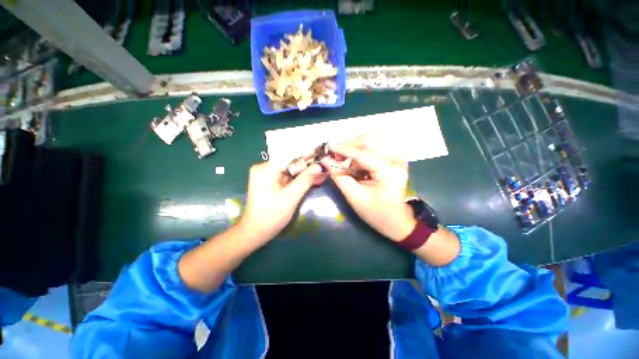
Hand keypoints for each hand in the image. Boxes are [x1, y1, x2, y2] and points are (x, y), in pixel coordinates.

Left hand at [238, 161, 324, 241]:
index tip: (321, 157)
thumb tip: (318, 166)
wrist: (255, 232)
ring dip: (303, 173)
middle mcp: (264, 167)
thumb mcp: (291, 197)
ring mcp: (266, 175)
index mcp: (266, 168)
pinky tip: (310, 180)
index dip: (306, 155)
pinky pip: (286, 176)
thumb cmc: (271, 216)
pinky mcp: (269, 181)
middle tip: (322, 168)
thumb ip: (305, 180)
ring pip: (289, 169)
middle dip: (306, 166)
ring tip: (319, 174)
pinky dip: (297, 178)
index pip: (289, 155)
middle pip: (289, 162)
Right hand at [322, 136, 416, 240]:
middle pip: (369, 140)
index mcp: (389, 172)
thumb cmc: (376, 213)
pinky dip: (361, 152)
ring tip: (344, 160)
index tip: (328, 148)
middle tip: (336, 156)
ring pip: (371, 141)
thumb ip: (339, 177)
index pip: (363, 154)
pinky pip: (374, 147)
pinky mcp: (394, 158)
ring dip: (355, 148)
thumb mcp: (355, 197)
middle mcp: (396, 159)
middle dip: (350, 146)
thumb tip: (326, 161)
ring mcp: (397, 157)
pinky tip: (354, 162)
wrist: (396, 220)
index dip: (344, 149)